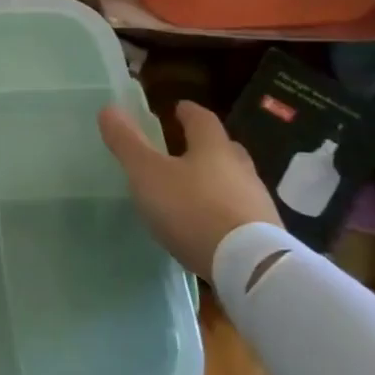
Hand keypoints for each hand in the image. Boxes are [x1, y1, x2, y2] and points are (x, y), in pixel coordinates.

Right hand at [98, 100, 277, 279]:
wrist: (249, 266)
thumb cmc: (192, 209)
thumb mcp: (148, 174)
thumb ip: (127, 143)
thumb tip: (109, 108)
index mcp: (213, 148)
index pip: (202, 119)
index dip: (188, 112)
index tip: (179, 108)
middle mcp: (240, 169)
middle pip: (225, 149)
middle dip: (206, 146)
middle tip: (188, 147)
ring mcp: (257, 203)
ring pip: (235, 181)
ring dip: (217, 181)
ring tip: (194, 190)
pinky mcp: (265, 235)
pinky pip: (241, 213)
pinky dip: (224, 211)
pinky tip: (210, 225)